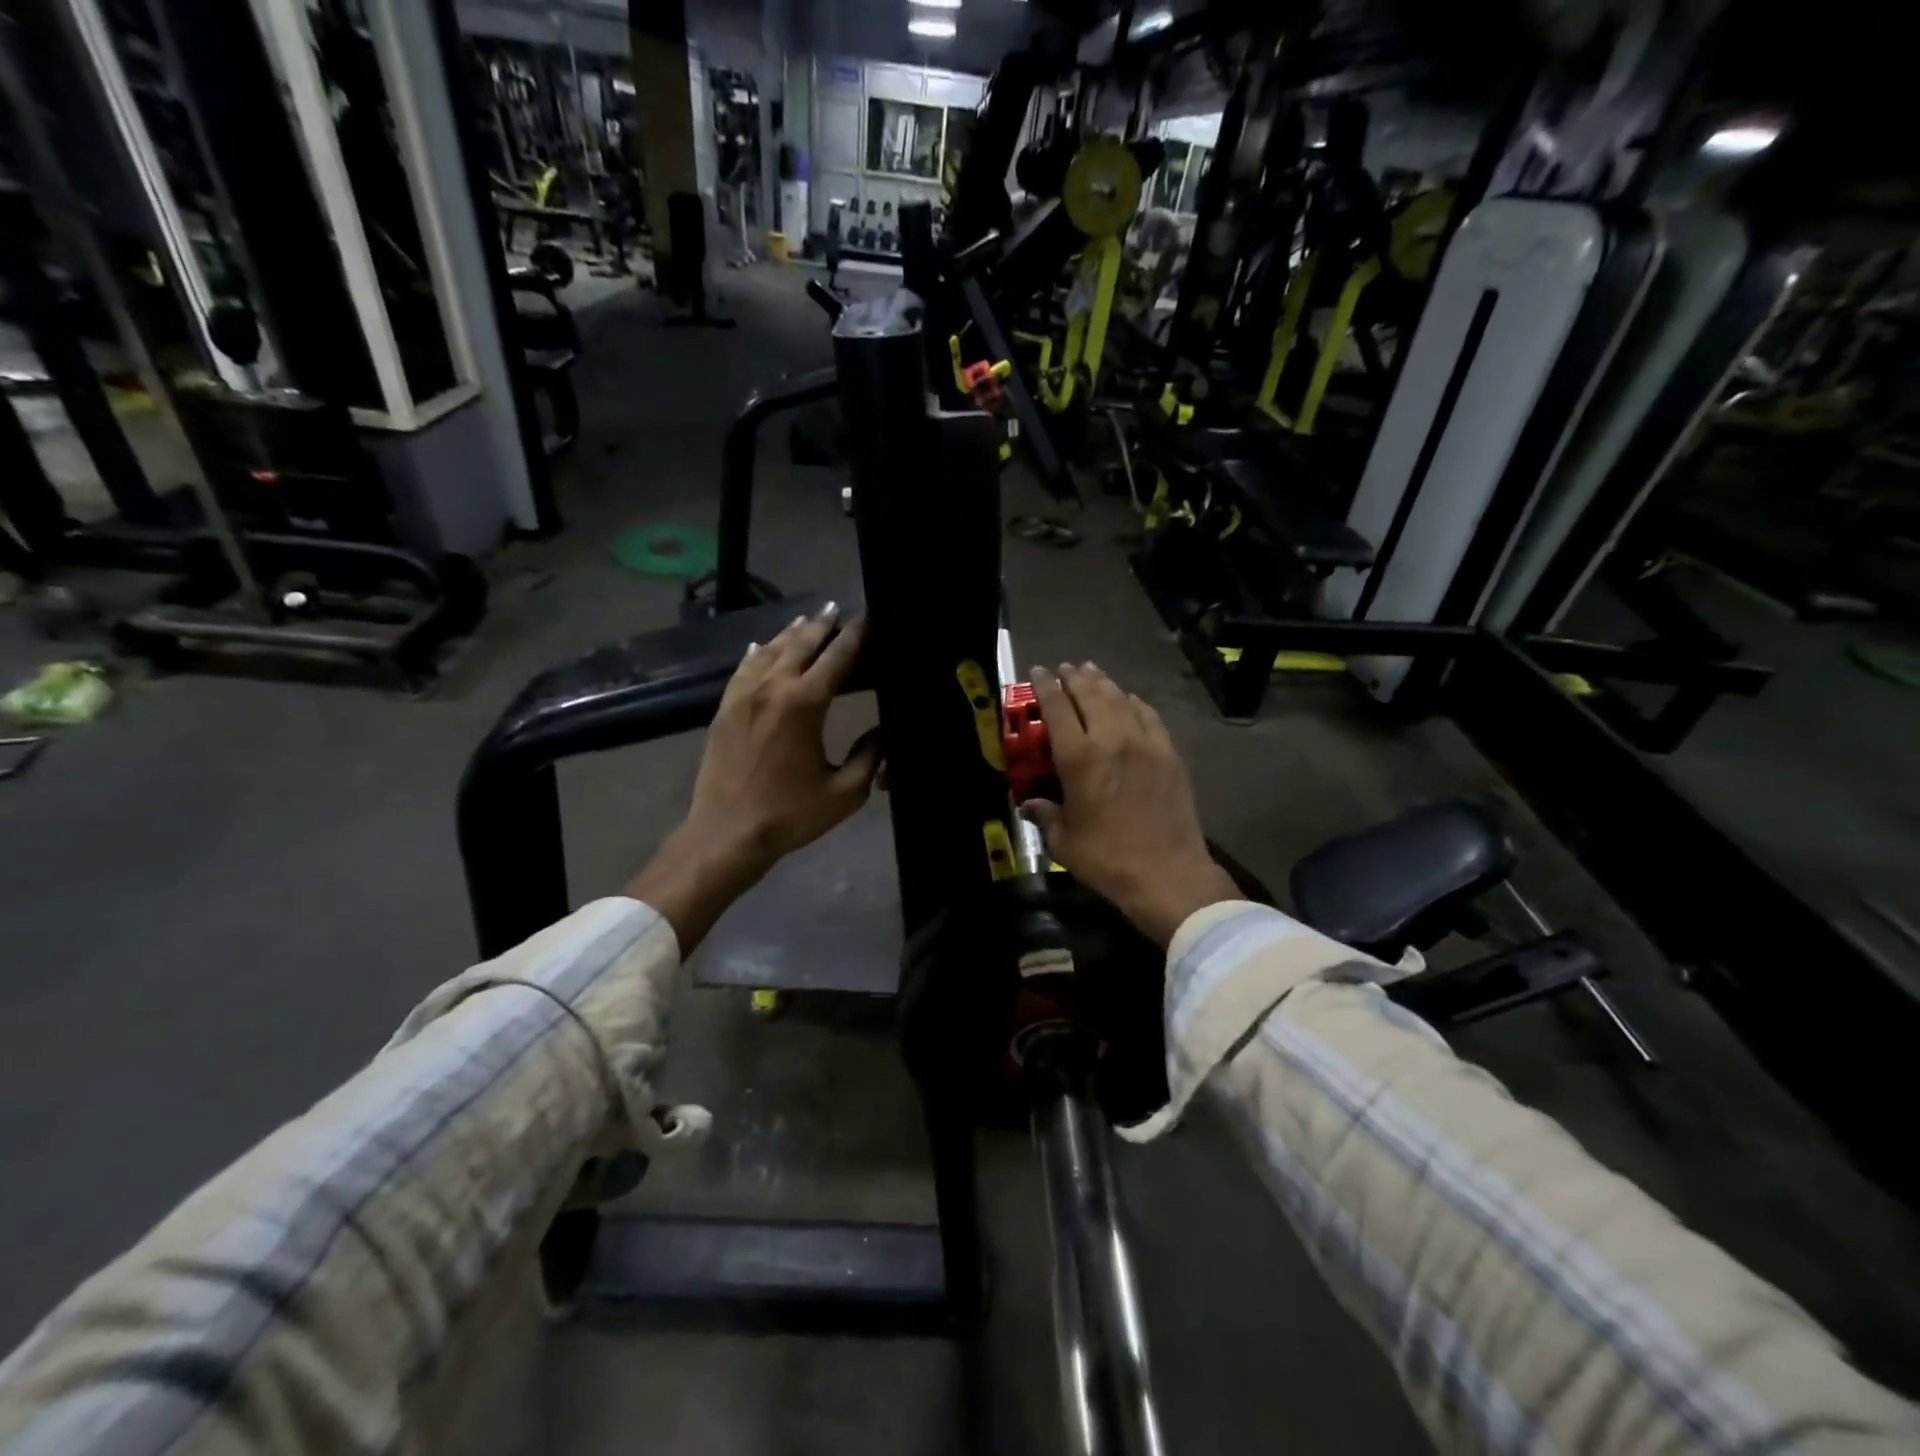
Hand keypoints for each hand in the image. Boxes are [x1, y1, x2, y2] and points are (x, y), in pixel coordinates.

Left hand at [628, 606, 879, 951]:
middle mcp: (772, 688)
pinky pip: (743, 668)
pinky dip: (757, 652)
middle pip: (801, 643)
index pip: (837, 657)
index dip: (856, 635)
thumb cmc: (790, 815)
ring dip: (791, 633)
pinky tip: (761, 645)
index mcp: (805, 704)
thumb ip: (871, 756)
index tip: (869, 619)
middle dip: (822, 624)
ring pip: (769, 650)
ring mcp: (743, 695)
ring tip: (808, 620)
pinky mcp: (725, 709)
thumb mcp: (845, 792)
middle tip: (838, 609)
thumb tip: (885, 730)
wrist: (726, 834)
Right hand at [1023, 663, 1239, 946]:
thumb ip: (1045, 815)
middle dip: (1074, 677)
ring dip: (1103, 683)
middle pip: (1090, 694)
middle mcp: (1111, 739)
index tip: (1037, 671)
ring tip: (1092, 673)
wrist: (1167, 874)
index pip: (1057, 707)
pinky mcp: (1169, 753)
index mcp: (1079, 758)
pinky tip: (1129, 700)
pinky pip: (1149, 715)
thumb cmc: (1107, 860)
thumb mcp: (1064, 841)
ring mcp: (1145, 743)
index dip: (1045, 685)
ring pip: (1120, 698)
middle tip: (1065, 668)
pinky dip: (1134, 702)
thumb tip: (1029, 805)